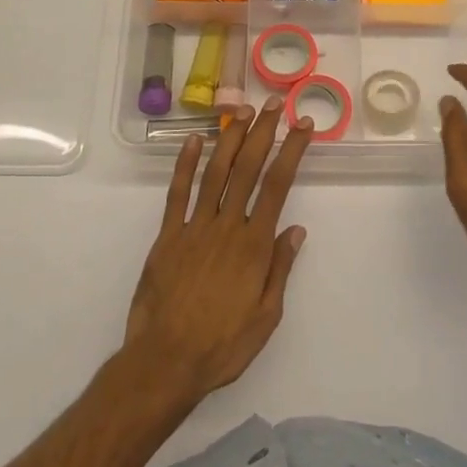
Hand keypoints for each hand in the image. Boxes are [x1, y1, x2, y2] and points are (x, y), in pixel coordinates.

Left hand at [125, 97, 310, 400]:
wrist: (164, 363)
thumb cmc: (222, 346)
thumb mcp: (266, 317)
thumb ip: (280, 269)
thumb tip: (296, 229)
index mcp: (254, 245)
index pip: (278, 185)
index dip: (291, 150)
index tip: (302, 125)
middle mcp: (226, 226)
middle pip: (248, 168)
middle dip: (263, 131)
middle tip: (273, 103)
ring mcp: (194, 227)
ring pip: (215, 172)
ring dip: (229, 138)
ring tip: (241, 109)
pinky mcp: (167, 236)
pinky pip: (177, 193)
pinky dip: (184, 164)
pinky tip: (192, 140)